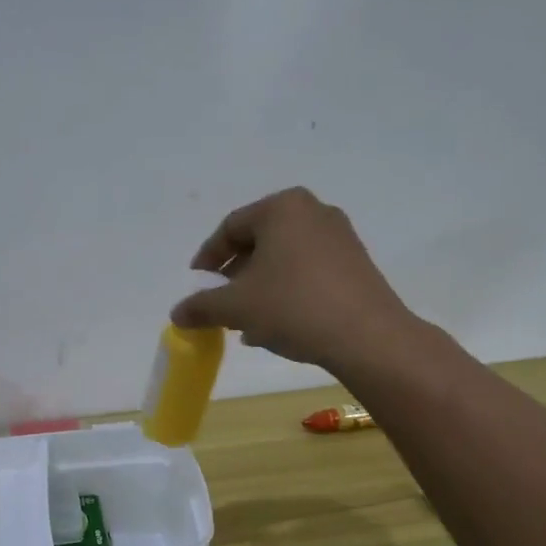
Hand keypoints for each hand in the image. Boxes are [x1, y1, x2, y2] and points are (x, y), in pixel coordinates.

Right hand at [172, 188, 415, 370]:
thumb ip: (202, 307)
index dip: (207, 258)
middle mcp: (313, 212)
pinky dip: (286, 292)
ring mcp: (340, 237)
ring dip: (259, 288)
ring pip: (284, 260)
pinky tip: (276, 326)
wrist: (368, 337)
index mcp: (282, 208)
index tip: (196, 286)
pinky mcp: (356, 264)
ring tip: (245, 322)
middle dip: (235, 276)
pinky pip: (308, 272)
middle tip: (220, 304)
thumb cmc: (294, 307)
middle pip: (259, 242)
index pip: (231, 227)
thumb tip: (177, 314)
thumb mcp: (237, 307)